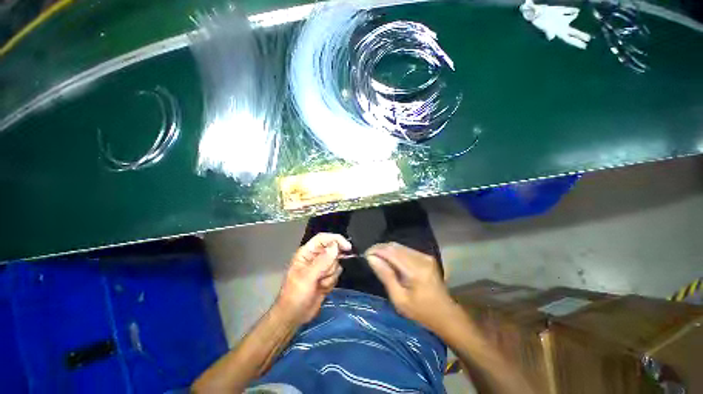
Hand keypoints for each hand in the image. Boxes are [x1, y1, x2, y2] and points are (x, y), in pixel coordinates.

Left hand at [275, 233, 351, 324]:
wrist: (294, 316)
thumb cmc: (296, 295)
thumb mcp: (308, 278)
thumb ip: (322, 261)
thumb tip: (335, 246)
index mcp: (307, 253)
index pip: (323, 238)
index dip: (336, 240)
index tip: (348, 247)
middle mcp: (315, 257)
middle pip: (333, 251)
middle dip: (331, 264)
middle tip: (323, 275)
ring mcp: (321, 267)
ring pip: (336, 263)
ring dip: (330, 275)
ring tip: (319, 284)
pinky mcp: (326, 277)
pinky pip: (336, 273)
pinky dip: (331, 281)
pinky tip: (322, 288)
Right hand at [366, 242, 456, 331]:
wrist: (446, 315)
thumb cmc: (421, 313)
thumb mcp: (399, 299)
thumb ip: (386, 276)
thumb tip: (371, 258)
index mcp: (415, 270)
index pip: (391, 252)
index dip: (376, 250)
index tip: (365, 255)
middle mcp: (421, 259)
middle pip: (395, 246)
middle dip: (379, 248)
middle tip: (369, 256)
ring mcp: (425, 256)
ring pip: (400, 246)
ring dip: (386, 249)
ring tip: (376, 257)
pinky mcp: (426, 257)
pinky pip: (406, 249)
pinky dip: (395, 252)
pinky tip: (389, 259)